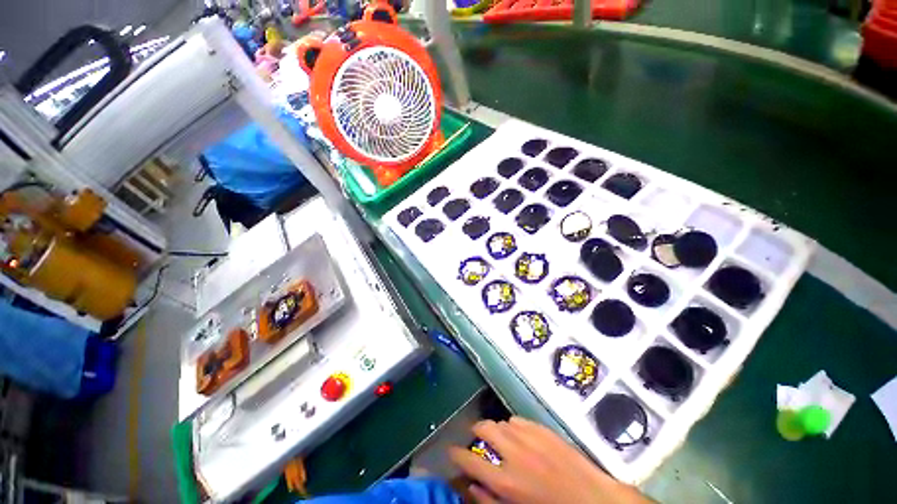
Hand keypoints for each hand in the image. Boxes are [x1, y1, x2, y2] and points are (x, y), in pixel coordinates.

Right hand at [448, 417, 650, 503]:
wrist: (592, 501)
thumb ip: (490, 500)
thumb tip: (471, 485)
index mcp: (506, 480)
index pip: (470, 460)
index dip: (456, 454)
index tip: (451, 452)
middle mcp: (514, 452)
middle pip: (484, 428)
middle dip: (476, 431)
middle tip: (477, 439)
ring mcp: (529, 436)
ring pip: (501, 422)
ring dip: (497, 430)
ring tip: (502, 440)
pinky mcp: (543, 429)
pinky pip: (518, 420)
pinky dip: (513, 427)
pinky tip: (520, 437)